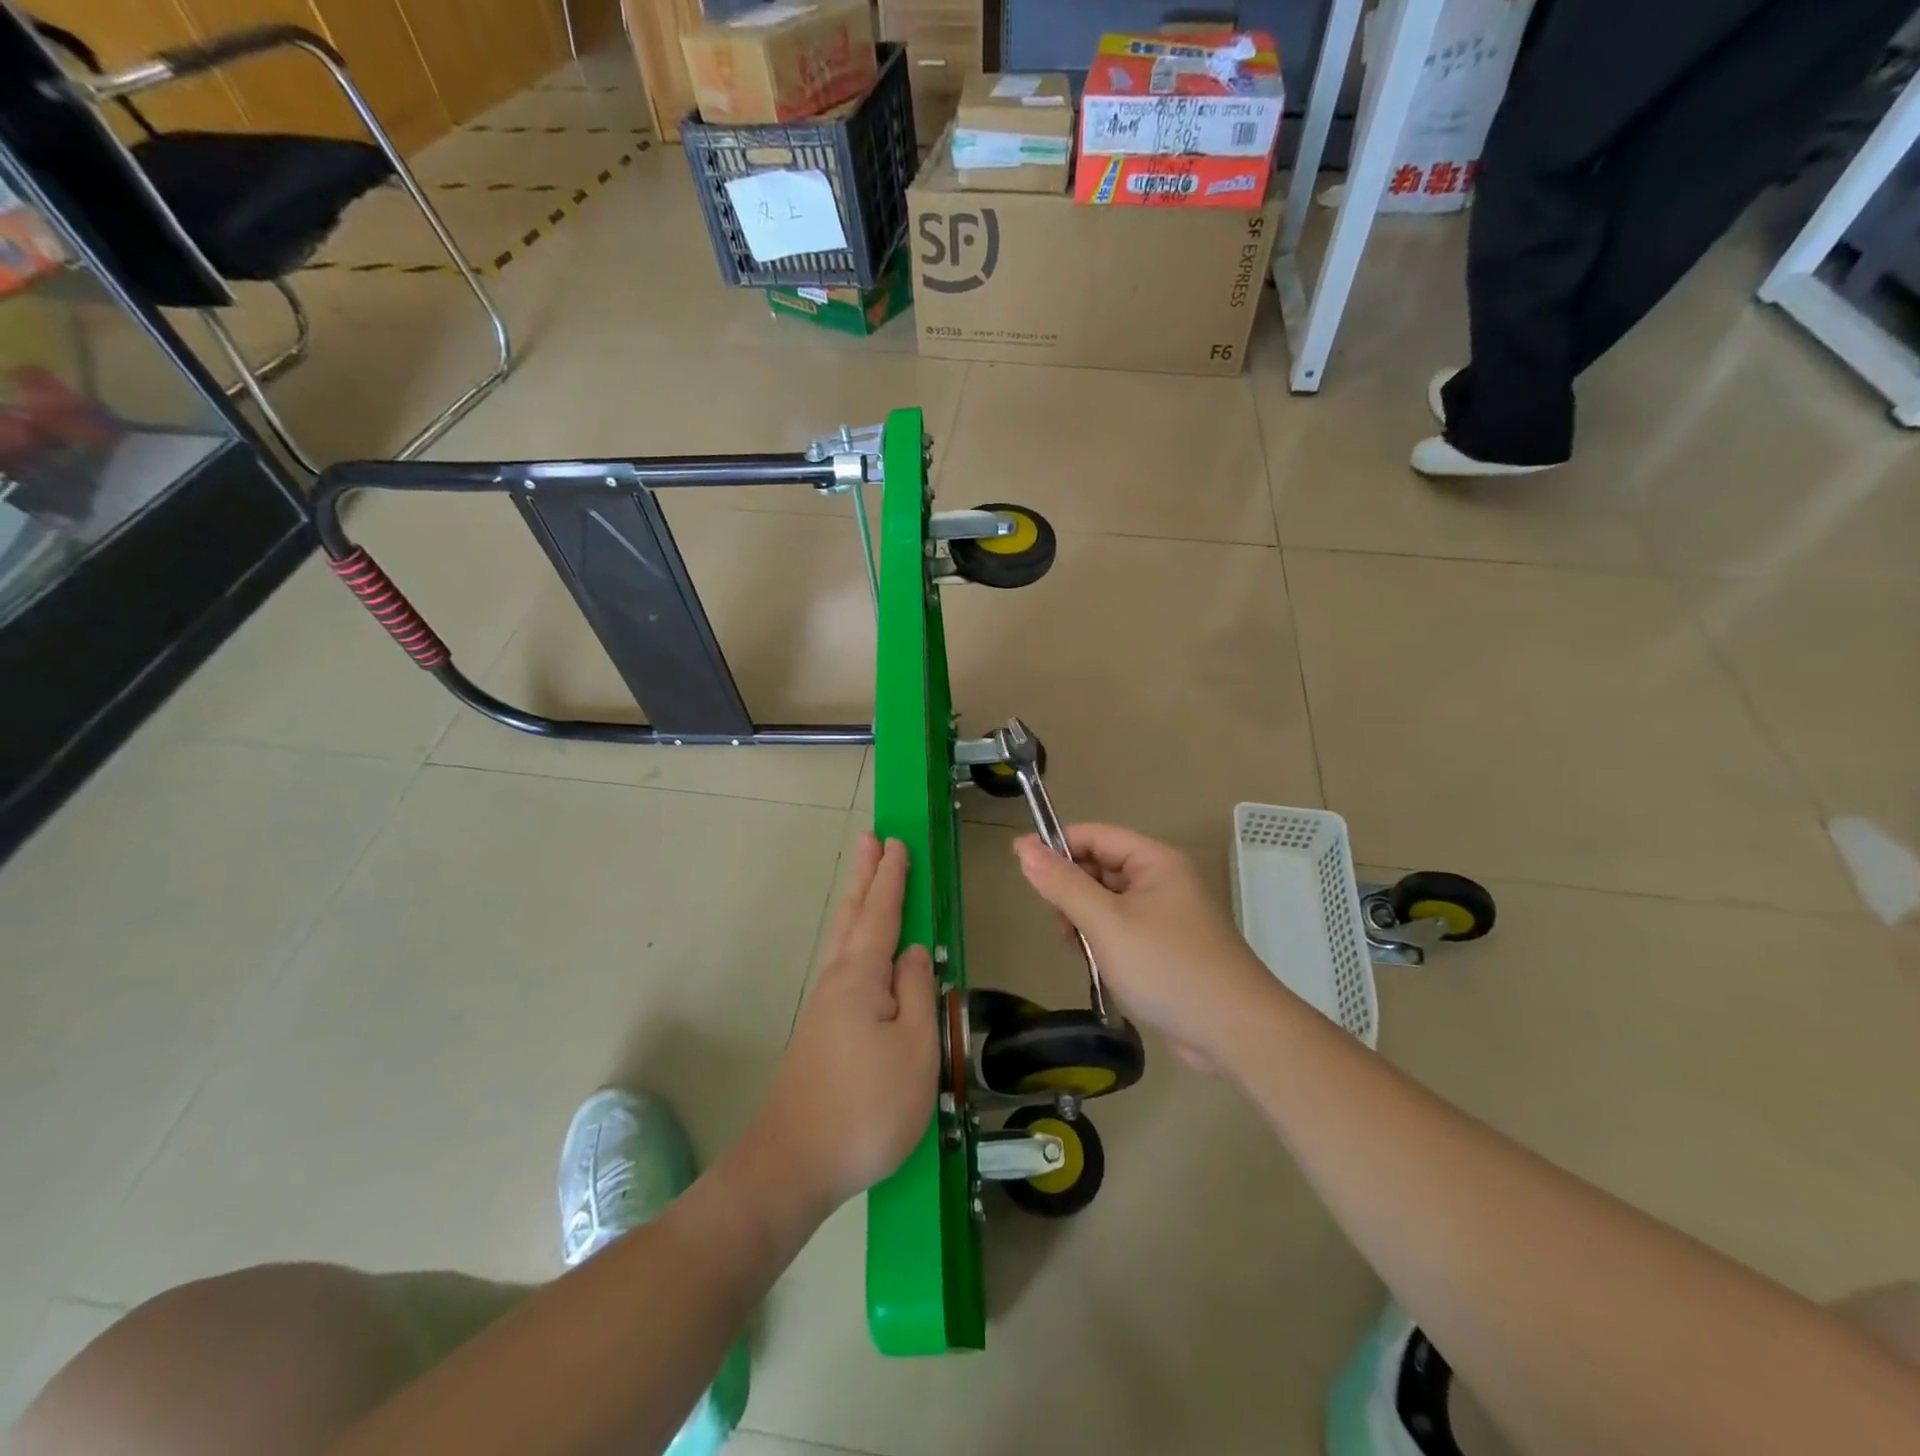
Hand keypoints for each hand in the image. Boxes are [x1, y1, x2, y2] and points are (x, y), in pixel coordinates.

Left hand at [755, 835, 937, 1210]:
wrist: (795, 1164)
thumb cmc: (867, 1107)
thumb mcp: (914, 1050)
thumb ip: (918, 994)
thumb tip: (915, 954)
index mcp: (861, 977)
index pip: (881, 914)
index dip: (892, 878)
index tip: (897, 842)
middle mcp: (838, 980)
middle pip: (853, 916)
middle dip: (865, 877)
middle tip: (871, 839)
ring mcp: (825, 1006)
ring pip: (843, 937)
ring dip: (856, 902)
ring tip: (865, 878)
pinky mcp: (820, 1030)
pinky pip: (842, 962)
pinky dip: (852, 936)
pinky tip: (857, 948)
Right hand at [1013, 824, 1279, 1067]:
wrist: (1235, 1031)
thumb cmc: (1167, 967)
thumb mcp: (1106, 922)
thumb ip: (1063, 884)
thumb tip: (1023, 847)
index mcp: (1154, 861)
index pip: (1094, 836)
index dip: (1056, 846)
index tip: (1021, 867)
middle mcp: (1162, 881)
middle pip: (1100, 868)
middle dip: (1072, 891)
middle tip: (1058, 924)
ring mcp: (1166, 916)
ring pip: (1107, 903)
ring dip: (1085, 921)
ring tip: (1077, 950)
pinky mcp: (1166, 948)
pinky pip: (1122, 930)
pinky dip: (1103, 943)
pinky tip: (1098, 967)